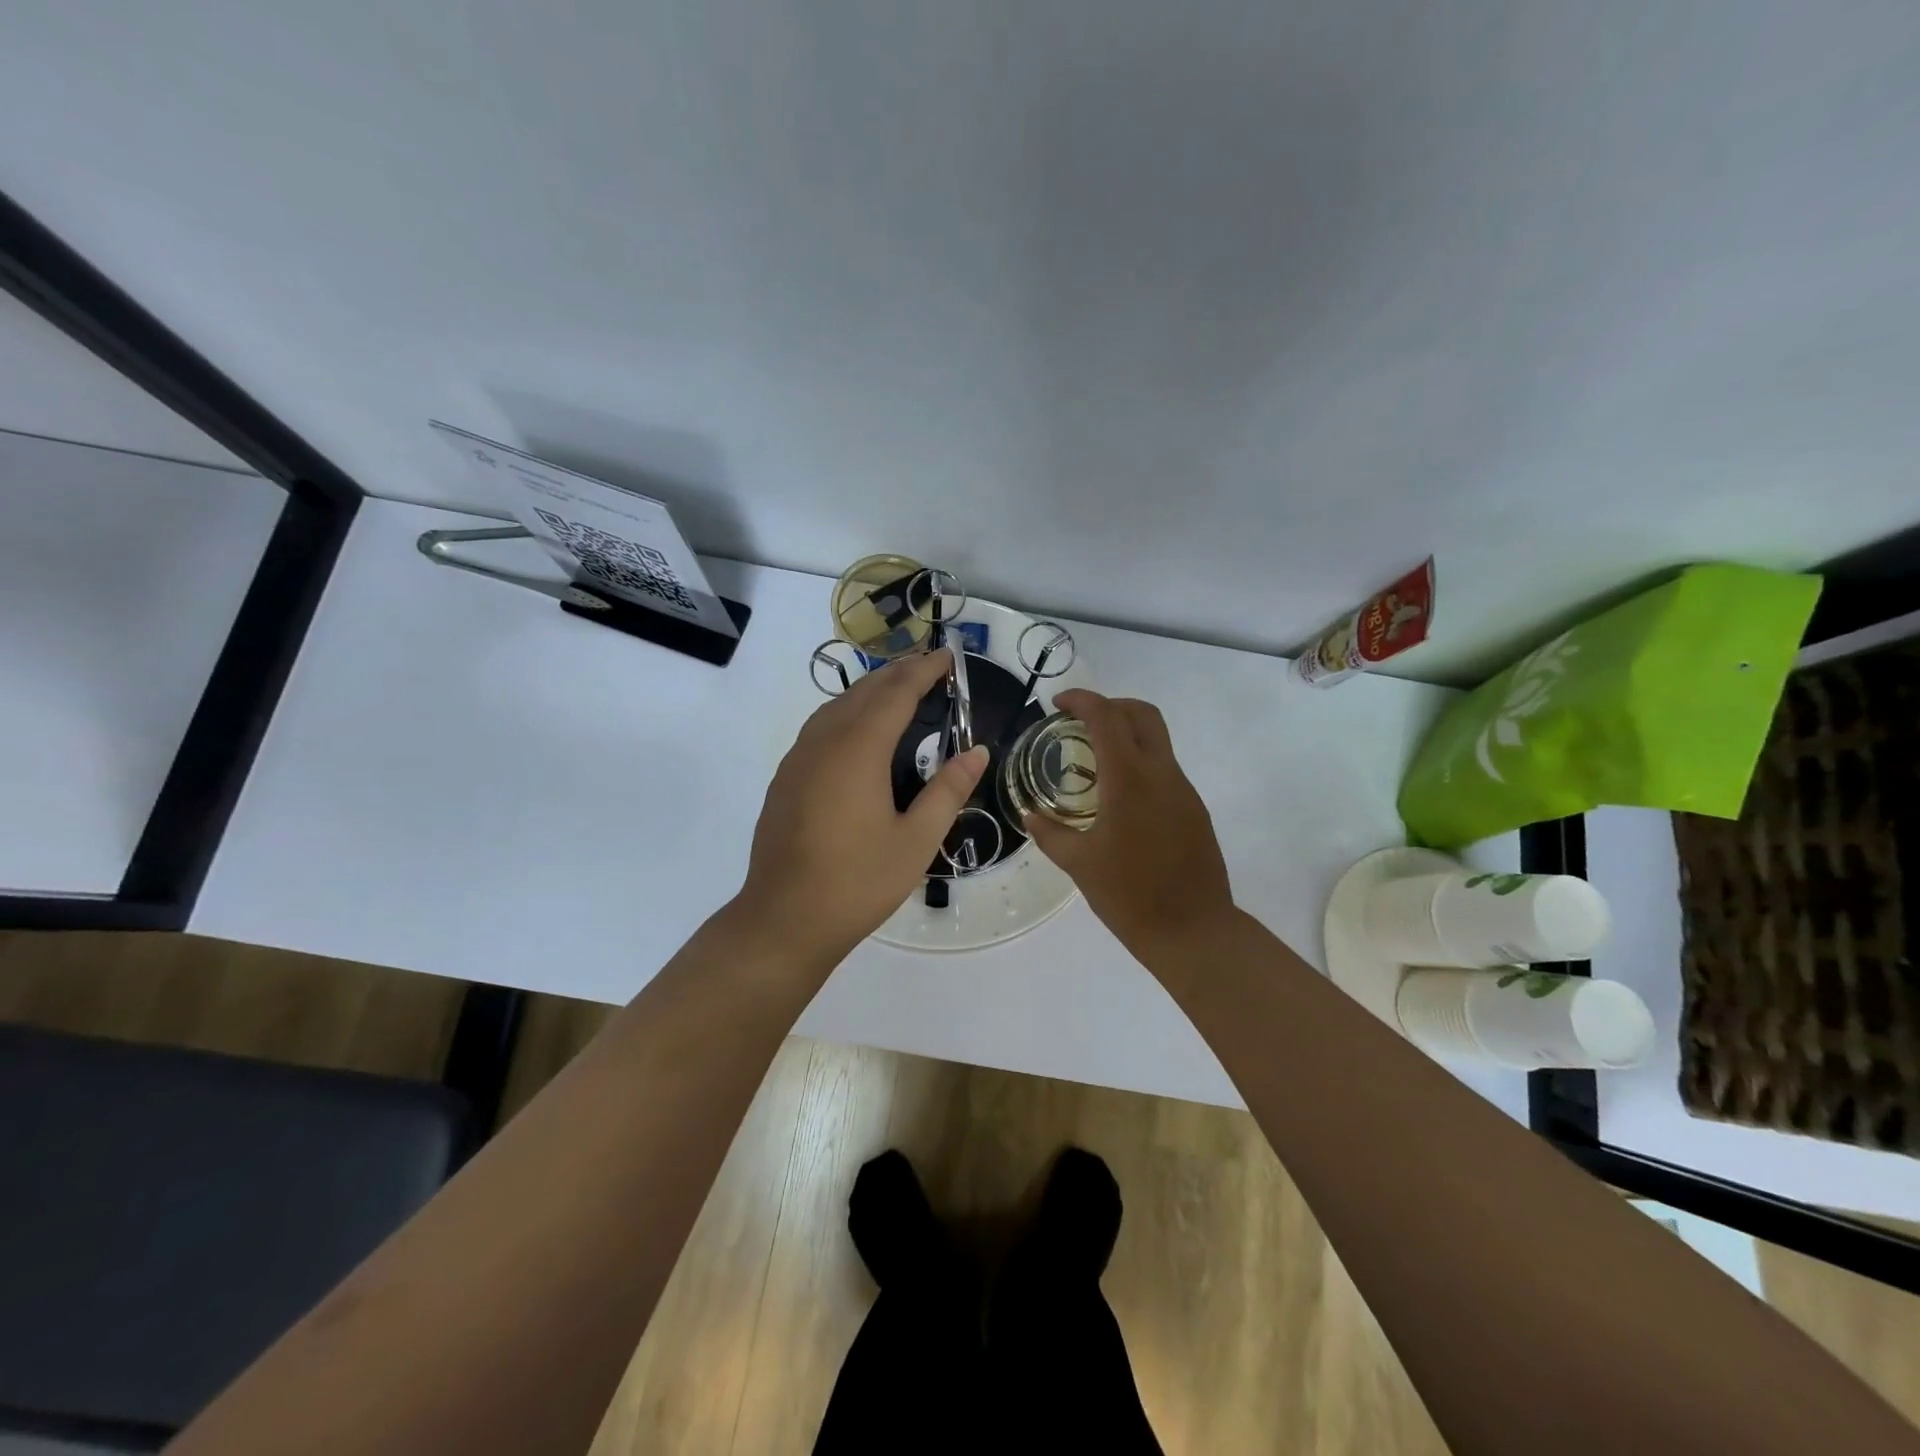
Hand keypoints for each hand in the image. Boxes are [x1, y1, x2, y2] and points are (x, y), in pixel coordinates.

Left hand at [738, 648, 988, 965]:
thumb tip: (977, 751)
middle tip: (930, 668)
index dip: (924, 670)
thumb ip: (948, 790)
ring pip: (836, 705)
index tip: (948, 657)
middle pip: (864, 691)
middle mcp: (824, 741)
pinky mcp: (785, 777)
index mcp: (858, 749)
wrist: (784, 918)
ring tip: (899, 691)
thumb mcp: (916, 841)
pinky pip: (820, 726)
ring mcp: (798, 758)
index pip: (896, 693)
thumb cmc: (858, 882)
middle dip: (898, 673)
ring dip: (870, 690)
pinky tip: (859, 731)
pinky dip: (847, 712)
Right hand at [1023, 689, 1234, 963]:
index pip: (1106, 717)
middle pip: (1142, 714)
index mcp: (1129, 779)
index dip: (1081, 700)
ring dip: (1126, 735)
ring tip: (1094, 762)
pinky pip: (1165, 769)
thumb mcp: (1079, 864)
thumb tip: (1030, 815)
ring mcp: (1184, 790)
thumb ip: (1050, 833)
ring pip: (1157, 740)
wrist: (1194, 932)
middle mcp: (1162, 773)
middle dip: (1110, 706)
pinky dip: (1140, 764)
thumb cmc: (1130, 896)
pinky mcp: (1194, 809)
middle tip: (1079, 723)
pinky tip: (1119, 798)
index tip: (1057, 704)